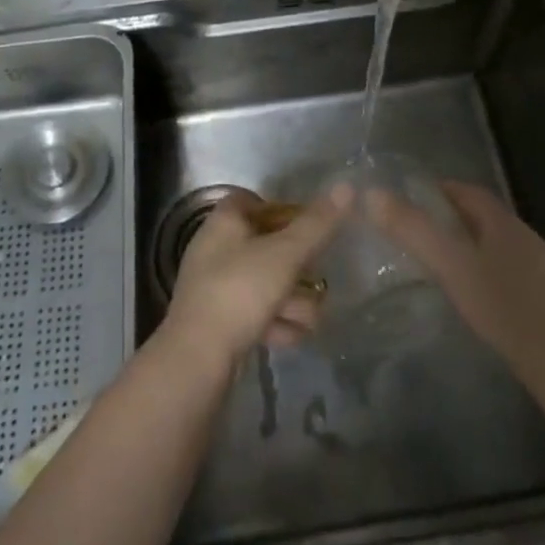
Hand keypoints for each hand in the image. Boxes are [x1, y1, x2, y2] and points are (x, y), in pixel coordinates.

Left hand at [161, 184, 352, 369]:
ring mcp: (215, 286)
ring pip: (264, 283)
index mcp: (224, 222)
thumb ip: (317, 224)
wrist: (198, 359)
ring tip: (311, 319)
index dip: (283, 210)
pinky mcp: (217, 321)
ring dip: (292, 301)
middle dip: (297, 267)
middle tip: (318, 279)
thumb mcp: (286, 254)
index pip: (252, 200)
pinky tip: (291, 338)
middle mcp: (215, 248)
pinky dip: (275, 322)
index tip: (309, 228)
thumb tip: (346, 186)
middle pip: (265, 245)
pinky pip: (254, 312)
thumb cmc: (241, 291)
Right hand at [365, 180, 544, 391]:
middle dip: (451, 216)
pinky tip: (475, 297)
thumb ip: (414, 230)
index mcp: (504, 223)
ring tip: (440, 262)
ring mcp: (540, 270)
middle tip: (417, 229)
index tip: (411, 196)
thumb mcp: (452, 266)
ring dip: (469, 245)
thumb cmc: (506, 308)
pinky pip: (508, 272)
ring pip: (497, 246)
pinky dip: (485, 271)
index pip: (469, 191)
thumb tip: (374, 194)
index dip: (440, 189)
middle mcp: (525, 238)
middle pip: (483, 216)